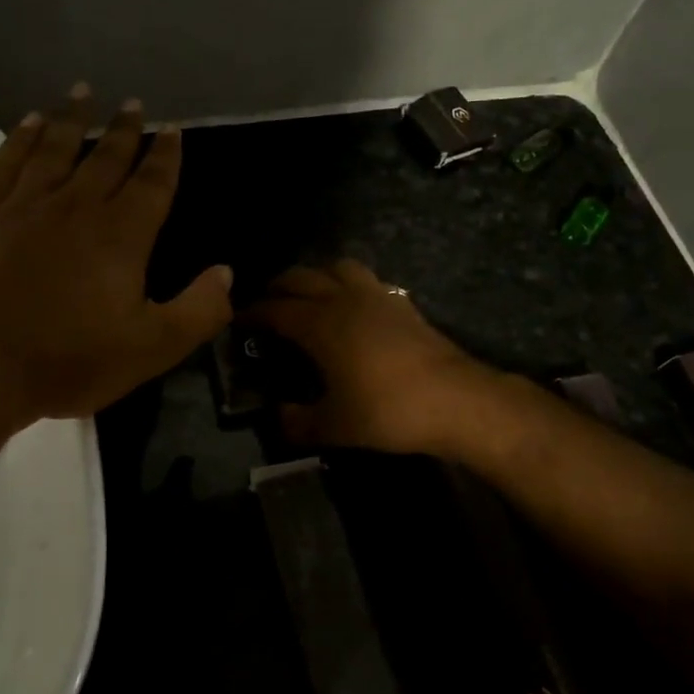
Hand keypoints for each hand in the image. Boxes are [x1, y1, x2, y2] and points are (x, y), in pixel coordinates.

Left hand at [0, 87, 232, 430]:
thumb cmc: (72, 359)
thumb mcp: (153, 347)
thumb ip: (199, 310)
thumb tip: (226, 273)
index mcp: (122, 234)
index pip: (152, 183)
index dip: (166, 156)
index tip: (173, 131)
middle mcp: (77, 207)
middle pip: (107, 156)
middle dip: (125, 129)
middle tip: (134, 104)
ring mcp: (28, 206)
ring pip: (56, 148)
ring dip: (73, 118)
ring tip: (84, 92)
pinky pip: (9, 162)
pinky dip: (22, 138)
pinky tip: (31, 122)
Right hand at [248, 259, 498, 455]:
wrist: (456, 400)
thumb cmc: (388, 411)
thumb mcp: (335, 427)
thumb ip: (299, 422)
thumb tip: (279, 417)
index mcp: (320, 324)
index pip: (275, 310)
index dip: (252, 313)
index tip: (237, 320)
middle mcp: (344, 299)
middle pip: (302, 277)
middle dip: (278, 287)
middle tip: (266, 304)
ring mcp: (376, 296)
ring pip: (337, 266)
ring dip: (317, 275)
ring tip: (310, 296)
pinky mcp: (402, 302)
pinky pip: (366, 279)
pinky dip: (348, 283)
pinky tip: (352, 307)